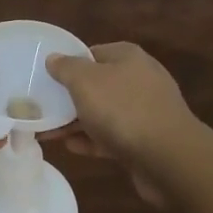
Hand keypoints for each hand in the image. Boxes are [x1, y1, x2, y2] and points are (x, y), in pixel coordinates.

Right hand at [44, 42, 198, 204]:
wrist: (169, 159)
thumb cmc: (123, 109)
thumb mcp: (85, 81)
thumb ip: (66, 68)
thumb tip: (53, 58)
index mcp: (128, 57)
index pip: (92, 53)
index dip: (69, 64)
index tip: (47, 78)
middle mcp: (140, 79)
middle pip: (98, 84)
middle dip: (70, 97)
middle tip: (44, 107)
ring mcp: (146, 111)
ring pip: (104, 112)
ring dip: (77, 121)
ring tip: (49, 131)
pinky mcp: (147, 141)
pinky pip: (113, 136)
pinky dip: (92, 140)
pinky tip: (71, 147)